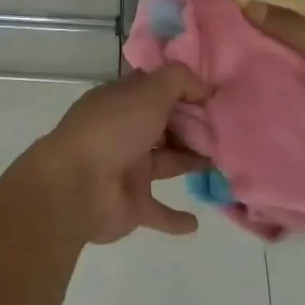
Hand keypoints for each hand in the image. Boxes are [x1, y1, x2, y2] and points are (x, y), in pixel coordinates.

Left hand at [33, 64, 209, 244]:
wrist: (75, 186)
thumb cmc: (113, 129)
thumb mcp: (149, 90)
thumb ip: (179, 81)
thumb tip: (205, 88)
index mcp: (123, 100)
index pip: (157, 89)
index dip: (184, 89)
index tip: (216, 96)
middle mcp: (125, 130)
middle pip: (165, 124)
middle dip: (193, 126)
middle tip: (229, 130)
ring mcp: (127, 167)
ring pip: (166, 162)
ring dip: (191, 161)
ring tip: (225, 163)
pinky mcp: (131, 204)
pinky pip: (158, 211)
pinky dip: (175, 218)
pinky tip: (196, 222)